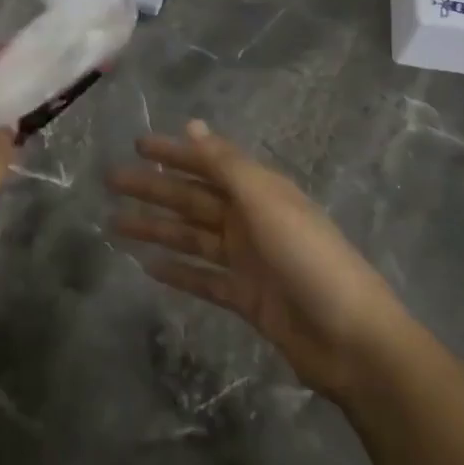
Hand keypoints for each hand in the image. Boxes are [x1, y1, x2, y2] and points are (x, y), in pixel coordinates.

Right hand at [110, 120, 406, 400]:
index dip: (173, 152)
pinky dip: (178, 271)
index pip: (207, 163)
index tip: (136, 145)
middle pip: (192, 199)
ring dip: (156, 229)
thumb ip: (226, 165)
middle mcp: (251, 219)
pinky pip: (203, 278)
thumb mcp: (266, 201)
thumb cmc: (308, 257)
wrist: (352, 339)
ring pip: (191, 237)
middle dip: (153, 189)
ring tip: (115, 225)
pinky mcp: (246, 297)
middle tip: (111, 182)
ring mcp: (248, 260)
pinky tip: (148, 267)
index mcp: (259, 191)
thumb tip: (193, 125)